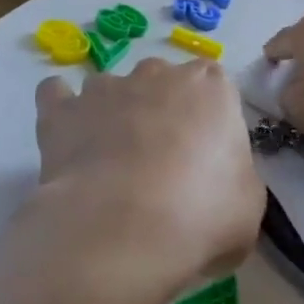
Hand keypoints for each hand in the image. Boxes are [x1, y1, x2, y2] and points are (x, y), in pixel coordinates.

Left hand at [28, 58, 264, 303]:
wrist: (123, 229)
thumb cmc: (200, 214)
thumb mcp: (247, 206)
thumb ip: (235, 178)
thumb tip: (219, 184)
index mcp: (212, 88)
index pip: (215, 87)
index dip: (209, 121)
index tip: (207, 157)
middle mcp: (158, 75)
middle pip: (162, 81)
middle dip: (161, 111)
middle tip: (162, 163)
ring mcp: (106, 88)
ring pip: (111, 88)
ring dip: (113, 113)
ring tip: (111, 161)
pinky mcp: (62, 111)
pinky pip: (56, 95)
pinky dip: (62, 111)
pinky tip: (67, 138)